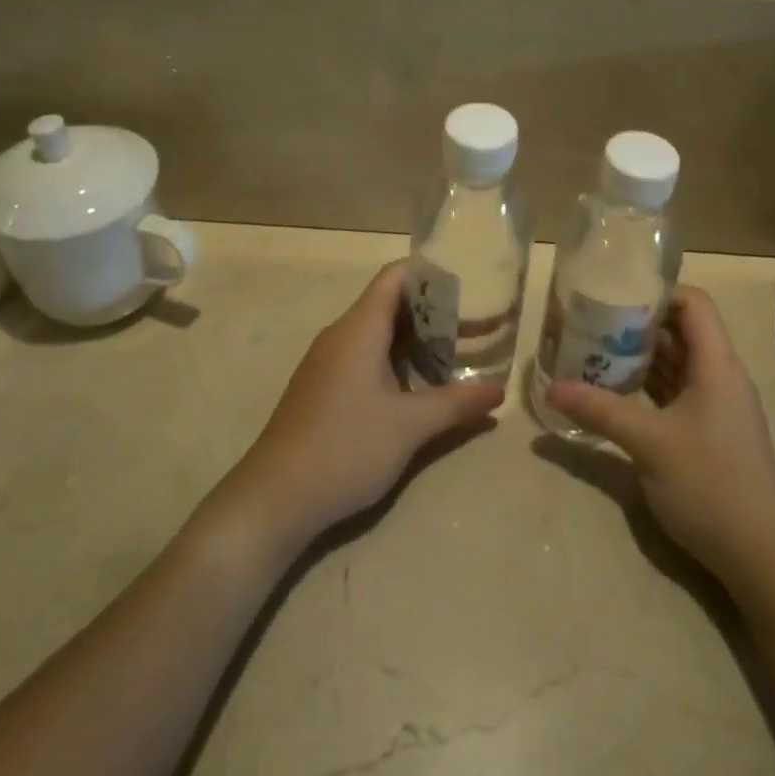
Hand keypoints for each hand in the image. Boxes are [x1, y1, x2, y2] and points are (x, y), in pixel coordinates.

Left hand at [226, 262, 503, 543]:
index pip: (395, 277)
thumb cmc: (345, 449)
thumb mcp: (410, 426)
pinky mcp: (324, 389)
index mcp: (359, 329)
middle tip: (475, 323)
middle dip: (433, 311)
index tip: (468, 285)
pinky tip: (420, 387)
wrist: (274, 501)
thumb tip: (500, 389)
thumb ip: (457, 403)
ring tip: (458, 354)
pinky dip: (397, 360)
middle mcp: (342, 336)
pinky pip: (366, 357)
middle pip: (390, 303)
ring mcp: (328, 363)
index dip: (431, 274)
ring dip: (417, 339)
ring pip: (379, 334)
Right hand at [545, 286, 774, 585]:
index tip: (615, 294)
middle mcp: (721, 376)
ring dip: (641, 357)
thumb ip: (599, 410)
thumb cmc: (709, 483)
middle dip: (638, 325)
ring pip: (678, 364)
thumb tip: (551, 387)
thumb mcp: (648, 443)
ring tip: (595, 352)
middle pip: (682, 331)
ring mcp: (717, 405)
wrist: (759, 555)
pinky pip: (677, 392)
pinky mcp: (710, 431)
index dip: (658, 292)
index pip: (694, 304)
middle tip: (592, 323)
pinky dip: (649, 386)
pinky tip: (616, 393)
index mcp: (717, 364)